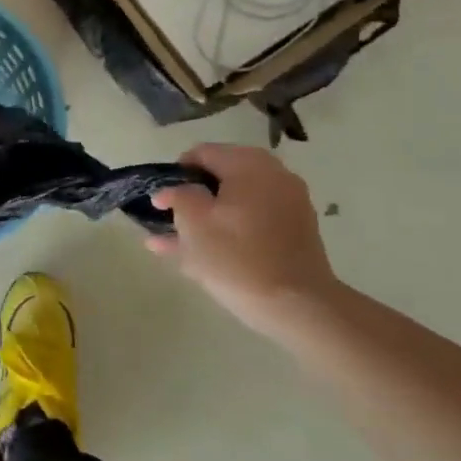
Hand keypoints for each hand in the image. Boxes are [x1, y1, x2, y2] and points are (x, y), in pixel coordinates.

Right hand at [148, 144, 344, 336]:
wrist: (298, 307)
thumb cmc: (237, 257)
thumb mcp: (193, 221)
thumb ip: (177, 196)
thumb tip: (171, 190)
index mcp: (249, 165)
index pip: (202, 153)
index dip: (175, 173)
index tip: (162, 199)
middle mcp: (273, 176)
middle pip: (220, 178)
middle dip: (190, 198)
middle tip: (167, 219)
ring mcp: (288, 206)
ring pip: (234, 205)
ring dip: (205, 218)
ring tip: (170, 242)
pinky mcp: (294, 234)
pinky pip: (251, 223)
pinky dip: (228, 232)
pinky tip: (198, 255)